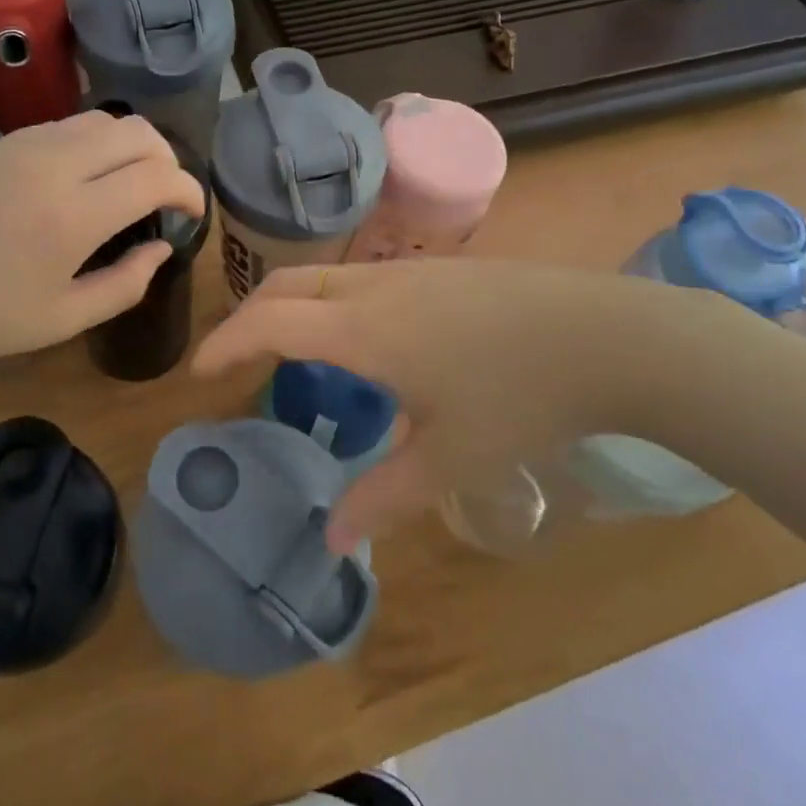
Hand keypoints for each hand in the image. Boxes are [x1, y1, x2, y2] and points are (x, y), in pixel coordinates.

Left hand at [0, 111, 204, 381]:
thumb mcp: (64, 319)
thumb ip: (127, 284)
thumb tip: (162, 247)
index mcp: (73, 216)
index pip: (157, 175)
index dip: (189, 190)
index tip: (192, 212)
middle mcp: (53, 165)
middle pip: (137, 132)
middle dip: (167, 159)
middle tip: (164, 196)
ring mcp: (23, 146)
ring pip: (103, 120)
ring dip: (131, 146)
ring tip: (127, 184)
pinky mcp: (0, 143)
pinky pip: (66, 126)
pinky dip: (94, 143)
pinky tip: (83, 178)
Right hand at [191, 258, 739, 550]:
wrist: (605, 335)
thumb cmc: (520, 398)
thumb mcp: (449, 459)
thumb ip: (382, 495)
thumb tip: (330, 536)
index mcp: (363, 330)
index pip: (269, 323)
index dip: (226, 343)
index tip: (200, 372)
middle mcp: (373, 289)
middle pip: (286, 287)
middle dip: (248, 317)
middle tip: (234, 360)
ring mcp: (408, 272)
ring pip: (323, 278)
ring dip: (291, 307)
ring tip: (290, 353)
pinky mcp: (438, 270)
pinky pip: (359, 280)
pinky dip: (330, 304)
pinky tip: (361, 343)